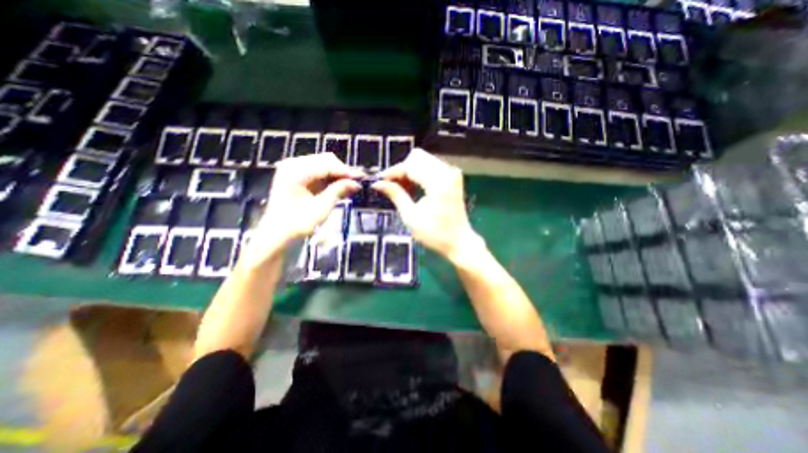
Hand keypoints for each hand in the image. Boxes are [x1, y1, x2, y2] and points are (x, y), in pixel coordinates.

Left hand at [240, 155, 364, 266]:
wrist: (278, 235)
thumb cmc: (298, 223)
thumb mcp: (322, 207)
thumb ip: (339, 191)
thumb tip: (357, 183)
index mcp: (295, 171)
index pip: (327, 164)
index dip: (346, 171)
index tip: (362, 178)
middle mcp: (293, 165)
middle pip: (325, 161)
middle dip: (342, 171)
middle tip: (357, 183)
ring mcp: (294, 170)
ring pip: (323, 166)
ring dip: (338, 175)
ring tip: (352, 186)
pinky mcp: (297, 177)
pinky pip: (318, 173)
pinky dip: (330, 179)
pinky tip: (341, 187)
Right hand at [370, 147, 477, 262]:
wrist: (459, 241)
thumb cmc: (436, 234)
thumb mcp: (411, 217)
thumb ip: (395, 195)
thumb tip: (378, 183)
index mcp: (438, 183)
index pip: (410, 165)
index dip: (393, 172)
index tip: (380, 181)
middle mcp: (447, 172)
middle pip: (417, 157)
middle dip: (401, 170)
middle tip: (392, 186)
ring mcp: (452, 173)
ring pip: (423, 160)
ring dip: (410, 171)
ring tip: (402, 189)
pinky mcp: (453, 177)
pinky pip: (431, 166)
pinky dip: (419, 174)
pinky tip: (413, 188)